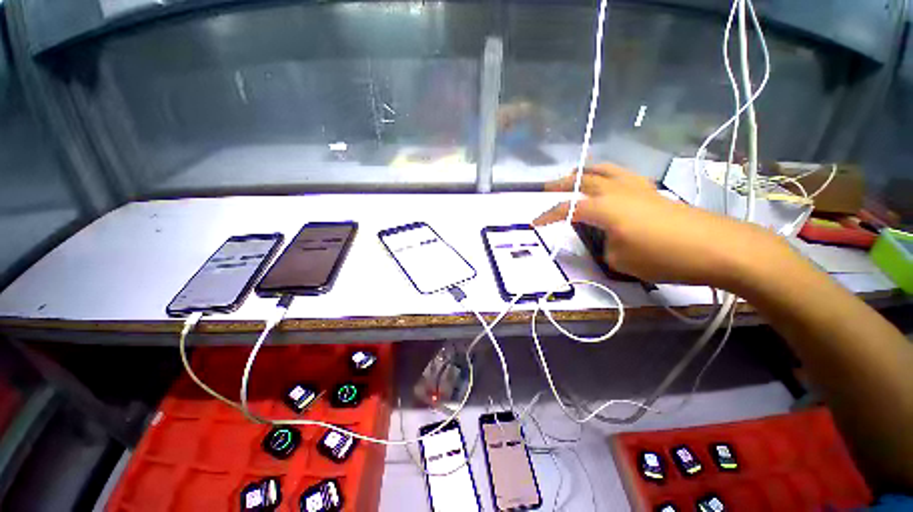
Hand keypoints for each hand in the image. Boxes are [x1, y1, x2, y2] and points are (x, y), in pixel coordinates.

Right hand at [533, 164, 791, 289]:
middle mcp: (617, 191)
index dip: (548, 215)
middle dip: (562, 183)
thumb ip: (604, 244)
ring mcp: (637, 188)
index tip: (535, 222)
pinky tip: (608, 182)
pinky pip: (622, 175)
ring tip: (575, 176)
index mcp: (604, 208)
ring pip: (605, 170)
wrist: (718, 247)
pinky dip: (607, 174)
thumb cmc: (664, 256)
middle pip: (583, 179)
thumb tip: (606, 236)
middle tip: (548, 187)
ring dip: (585, 172)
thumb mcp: (620, 259)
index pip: (567, 209)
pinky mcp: (653, 191)